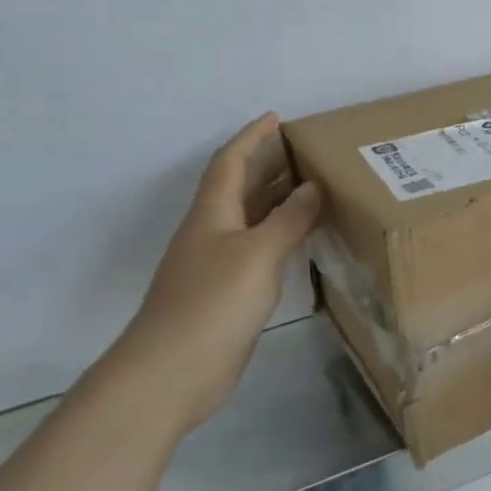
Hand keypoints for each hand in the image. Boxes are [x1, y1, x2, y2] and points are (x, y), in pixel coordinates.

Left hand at [111, 112, 322, 430]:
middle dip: (270, 164)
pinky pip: (260, 247)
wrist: (173, 372)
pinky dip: (282, 233)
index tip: (277, 118)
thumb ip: (289, 219)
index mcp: (212, 214)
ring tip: (317, 185)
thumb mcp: (258, 253)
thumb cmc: (213, 303)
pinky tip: (304, 238)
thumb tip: (314, 186)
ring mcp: (218, 263)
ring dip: (279, 199)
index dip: (252, 138)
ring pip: (252, 217)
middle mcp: (213, 231)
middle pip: (241, 187)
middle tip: (310, 150)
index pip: (231, 162)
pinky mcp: (228, 292)